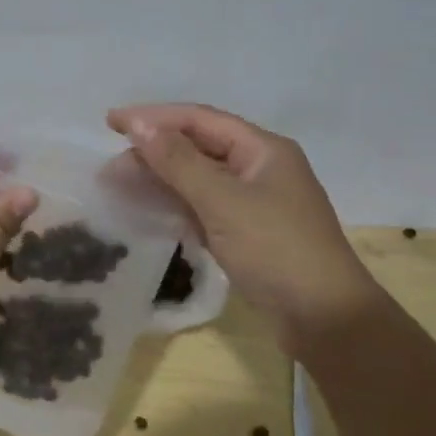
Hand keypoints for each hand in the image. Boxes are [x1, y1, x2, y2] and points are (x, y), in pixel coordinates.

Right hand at [107, 103, 382, 335]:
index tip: (111, 122)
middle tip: (110, 166)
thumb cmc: (276, 250)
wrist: (325, 319)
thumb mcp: (223, 201)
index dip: (154, 117)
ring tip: (120, 186)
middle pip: (198, 147)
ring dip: (161, 179)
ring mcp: (255, 202)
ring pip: (199, 179)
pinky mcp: (248, 233)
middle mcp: (259, 168)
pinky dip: (176, 205)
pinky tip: (149, 211)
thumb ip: (178, 162)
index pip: (199, 119)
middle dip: (153, 151)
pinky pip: (204, 207)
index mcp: (262, 149)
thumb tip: (140, 125)